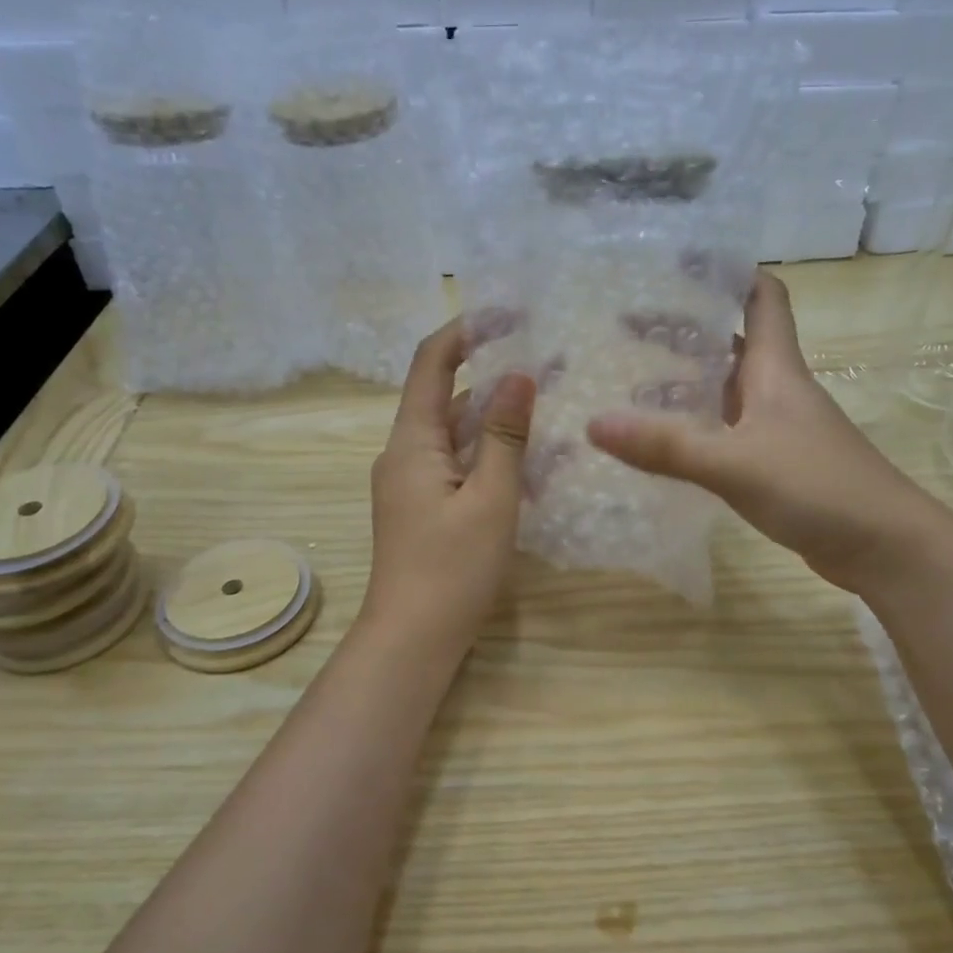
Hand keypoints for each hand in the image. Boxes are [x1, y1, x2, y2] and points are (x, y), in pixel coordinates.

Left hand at [361, 319, 536, 657]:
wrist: (413, 639)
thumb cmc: (452, 568)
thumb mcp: (490, 498)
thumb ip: (505, 436)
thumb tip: (519, 374)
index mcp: (411, 442)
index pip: (431, 364)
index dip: (465, 332)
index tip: (509, 314)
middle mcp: (404, 455)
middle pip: (445, 399)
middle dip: (492, 379)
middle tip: (548, 368)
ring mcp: (411, 484)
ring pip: (455, 436)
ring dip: (494, 422)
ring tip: (547, 410)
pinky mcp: (423, 509)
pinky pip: (457, 466)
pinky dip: (488, 457)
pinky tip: (528, 464)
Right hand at [587, 272, 952, 594]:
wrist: (883, 546)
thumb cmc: (817, 487)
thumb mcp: (735, 463)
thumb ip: (667, 446)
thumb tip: (593, 424)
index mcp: (775, 370)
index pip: (762, 298)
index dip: (730, 272)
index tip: (682, 261)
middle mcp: (777, 390)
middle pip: (730, 343)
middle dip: (685, 329)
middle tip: (626, 325)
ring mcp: (778, 429)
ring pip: (726, 390)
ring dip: (687, 381)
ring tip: (630, 379)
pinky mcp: (776, 465)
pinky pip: (727, 432)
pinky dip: (696, 428)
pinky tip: (663, 442)